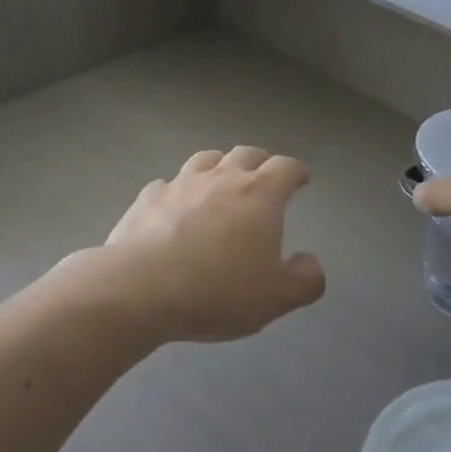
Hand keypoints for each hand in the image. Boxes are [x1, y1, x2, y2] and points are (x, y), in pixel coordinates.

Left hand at [84, 146, 325, 343]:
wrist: (139, 290)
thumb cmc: (218, 291)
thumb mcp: (276, 298)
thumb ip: (304, 280)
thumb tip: (311, 262)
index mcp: (260, 194)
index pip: (285, 167)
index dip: (297, 171)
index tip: (301, 178)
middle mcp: (222, 178)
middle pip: (247, 153)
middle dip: (260, 161)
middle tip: (264, 177)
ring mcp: (181, 184)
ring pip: (206, 159)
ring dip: (219, 166)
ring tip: (220, 181)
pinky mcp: (148, 198)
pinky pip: (168, 184)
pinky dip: (178, 190)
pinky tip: (174, 207)